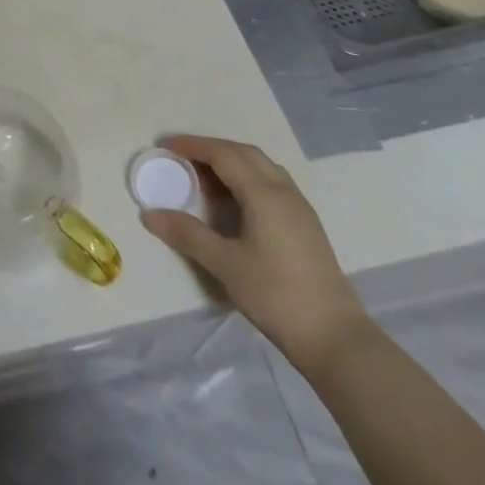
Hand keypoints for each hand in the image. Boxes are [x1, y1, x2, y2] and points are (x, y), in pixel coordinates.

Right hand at [139, 136, 370, 374]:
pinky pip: (272, 183)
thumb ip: (187, 234)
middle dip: (211, 149)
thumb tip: (149, 215)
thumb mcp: (225, 264)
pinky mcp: (306, 225)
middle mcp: (284, 191)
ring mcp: (300, 208)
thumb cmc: (276, 295)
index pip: (223, 154)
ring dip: (231, 162)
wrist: (336, 339)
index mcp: (264, 194)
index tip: (165, 146)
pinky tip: (235, 201)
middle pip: (244, 153)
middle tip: (182, 158)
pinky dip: (247, 178)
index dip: (192, 145)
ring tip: (205, 177)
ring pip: (262, 166)